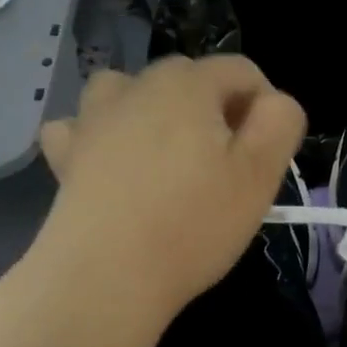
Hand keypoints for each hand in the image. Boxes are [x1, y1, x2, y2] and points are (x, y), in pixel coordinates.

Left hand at [37, 55, 306, 323]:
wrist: (108, 275)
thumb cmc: (194, 225)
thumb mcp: (261, 174)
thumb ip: (280, 122)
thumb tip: (272, 103)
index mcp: (189, 83)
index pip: (242, 71)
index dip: (264, 107)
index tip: (263, 157)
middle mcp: (137, 85)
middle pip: (190, 79)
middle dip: (214, 112)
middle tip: (223, 171)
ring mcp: (93, 117)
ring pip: (132, 91)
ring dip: (154, 112)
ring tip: (166, 156)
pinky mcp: (66, 152)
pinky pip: (84, 126)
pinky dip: (101, 136)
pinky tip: (111, 164)